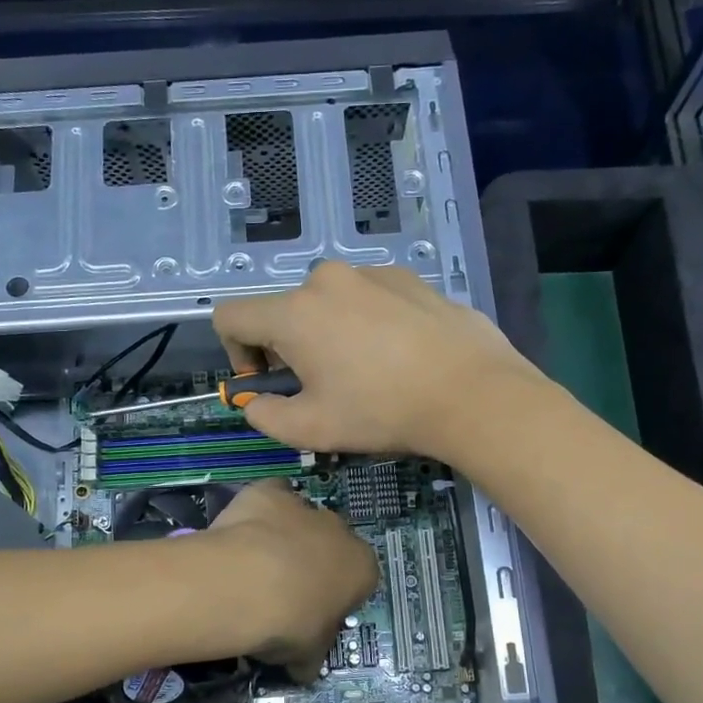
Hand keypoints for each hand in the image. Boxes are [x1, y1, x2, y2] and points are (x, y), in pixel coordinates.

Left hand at [207, 479, 378, 679]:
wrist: (244, 586)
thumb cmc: (288, 625)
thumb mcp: (307, 654)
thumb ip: (311, 657)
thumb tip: (304, 671)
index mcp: (362, 568)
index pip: (359, 580)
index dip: (337, 596)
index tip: (314, 613)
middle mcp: (340, 530)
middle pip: (331, 545)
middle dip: (314, 562)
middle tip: (284, 591)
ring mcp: (304, 507)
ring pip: (300, 519)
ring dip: (286, 536)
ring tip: (255, 564)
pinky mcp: (269, 491)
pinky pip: (270, 497)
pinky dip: (258, 511)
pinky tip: (241, 532)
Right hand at [212, 262, 541, 460]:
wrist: (472, 392)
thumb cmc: (382, 411)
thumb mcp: (311, 430)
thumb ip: (265, 416)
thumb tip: (255, 403)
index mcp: (294, 312)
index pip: (230, 316)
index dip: (235, 353)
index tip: (268, 382)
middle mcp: (326, 280)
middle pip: (283, 310)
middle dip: (287, 348)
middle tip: (321, 387)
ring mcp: (371, 272)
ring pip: (327, 303)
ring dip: (328, 334)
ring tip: (365, 372)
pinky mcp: (408, 277)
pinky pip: (367, 297)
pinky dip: (366, 323)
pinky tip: (398, 355)